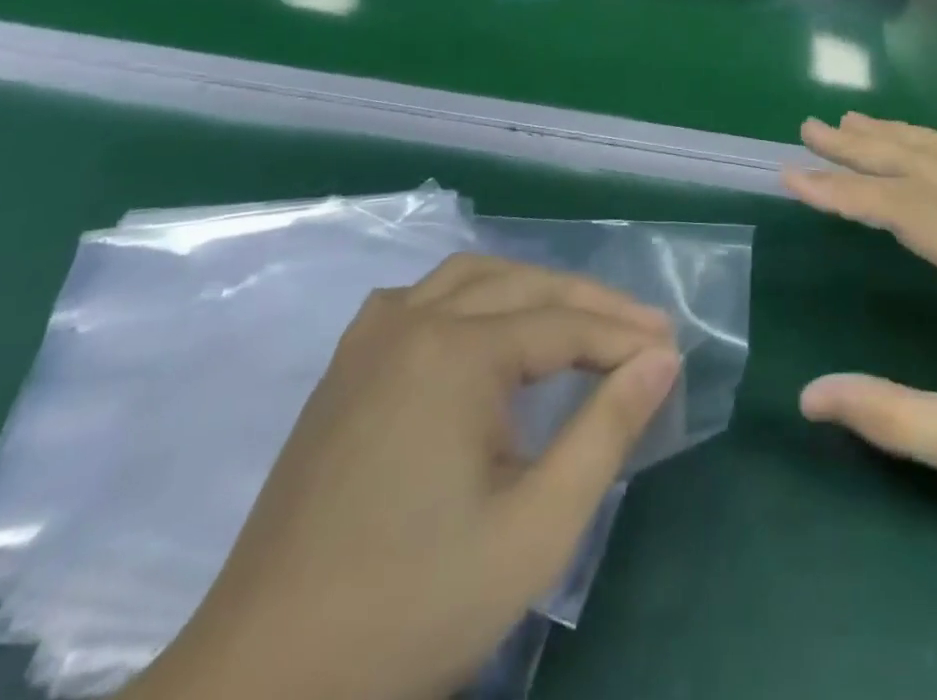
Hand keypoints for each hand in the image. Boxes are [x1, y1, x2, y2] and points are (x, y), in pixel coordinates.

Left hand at [128, 256, 679, 699]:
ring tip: (579, 321)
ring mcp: (369, 338)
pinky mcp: (344, 367)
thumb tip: (661, 359)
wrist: (262, 686)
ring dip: (533, 289)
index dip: (624, 337)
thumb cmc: (413, 607)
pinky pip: (422, 297)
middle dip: (591, 305)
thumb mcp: (536, 529)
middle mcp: (410, 321)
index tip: (674, 353)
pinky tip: (485, 330)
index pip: (564, 324)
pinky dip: (473, 296)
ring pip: (471, 276)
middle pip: (524, 286)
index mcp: (455, 352)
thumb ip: (607, 431)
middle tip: (644, 332)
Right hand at [785, 114, 936, 516]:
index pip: (901, 207)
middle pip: (925, 164)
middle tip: (809, 129)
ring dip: (901, 136)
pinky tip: (923, 154)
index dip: (841, 190)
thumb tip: (808, 397)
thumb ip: (892, 418)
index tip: (791, 174)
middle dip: (862, 145)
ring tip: (854, 124)